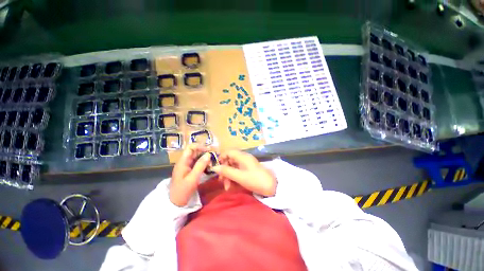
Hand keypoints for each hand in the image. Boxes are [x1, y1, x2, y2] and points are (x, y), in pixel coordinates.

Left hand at [170, 144, 211, 206]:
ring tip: (213, 161)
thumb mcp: (193, 178)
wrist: (176, 203)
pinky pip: (198, 163)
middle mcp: (185, 162)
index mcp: (183, 162)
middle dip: (205, 152)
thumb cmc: (183, 190)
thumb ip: (200, 165)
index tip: (209, 150)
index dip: (200, 147)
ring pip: (197, 157)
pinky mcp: (190, 170)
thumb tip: (208, 154)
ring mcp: (187, 166)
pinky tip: (210, 166)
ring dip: (205, 158)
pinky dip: (204, 163)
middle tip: (214, 156)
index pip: (190, 148)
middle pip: (195, 152)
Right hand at [213, 150, 276, 196]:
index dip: (221, 158)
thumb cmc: (255, 180)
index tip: (217, 167)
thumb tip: (214, 167)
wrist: (271, 187)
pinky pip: (238, 171)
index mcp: (242, 156)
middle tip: (221, 181)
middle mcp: (243, 158)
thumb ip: (226, 171)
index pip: (229, 152)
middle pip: (230, 160)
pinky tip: (233, 186)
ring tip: (227, 187)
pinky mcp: (248, 170)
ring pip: (233, 167)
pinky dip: (234, 178)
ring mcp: (246, 164)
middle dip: (224, 170)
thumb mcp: (239, 176)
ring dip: (229, 176)